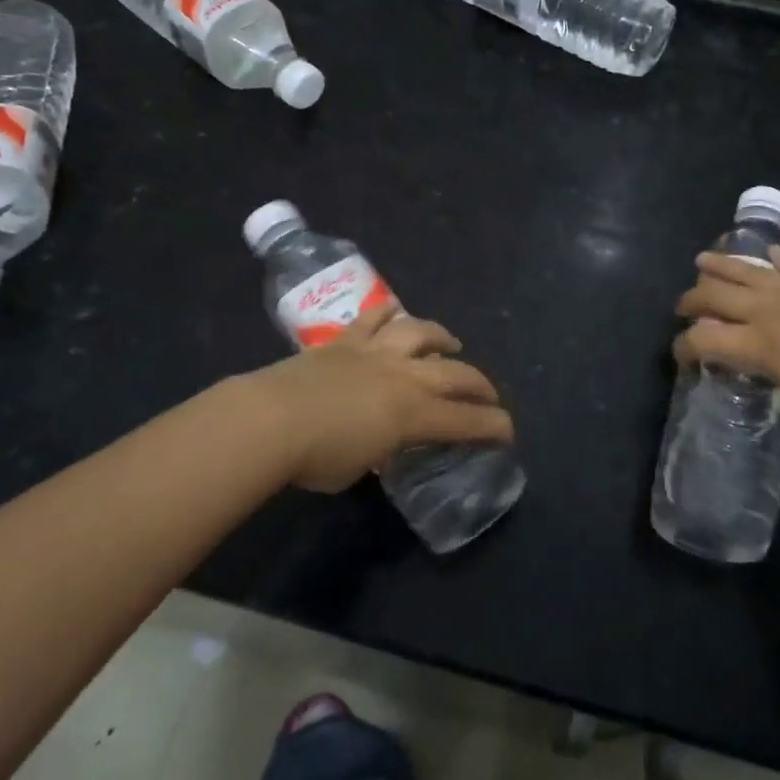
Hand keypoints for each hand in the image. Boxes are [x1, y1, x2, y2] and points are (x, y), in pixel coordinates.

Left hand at [242, 303, 514, 491]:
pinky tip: (396, 311)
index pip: (466, 421)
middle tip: (489, 396)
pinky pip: (374, 317)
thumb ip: (380, 451)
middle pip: (456, 374)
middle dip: (480, 385)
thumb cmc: (316, 457)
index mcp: (413, 414)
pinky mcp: (346, 340)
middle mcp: (404, 376)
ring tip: (451, 345)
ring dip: (442, 338)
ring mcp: (376, 352)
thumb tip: (380, 444)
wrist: (271, 419)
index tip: (508, 432)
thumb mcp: (359, 468)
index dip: (493, 426)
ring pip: (421, 333)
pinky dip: (388, 313)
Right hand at [674, 248, 779, 424]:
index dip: (683, 347)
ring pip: (744, 270)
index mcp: (756, 343)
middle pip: (713, 295)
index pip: (702, 339)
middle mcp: (765, 310)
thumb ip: (761, 378)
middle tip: (683, 309)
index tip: (680, 356)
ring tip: (701, 261)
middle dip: (690, 301)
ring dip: (718, 265)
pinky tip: (767, 254)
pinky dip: (774, 258)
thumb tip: (744, 367)